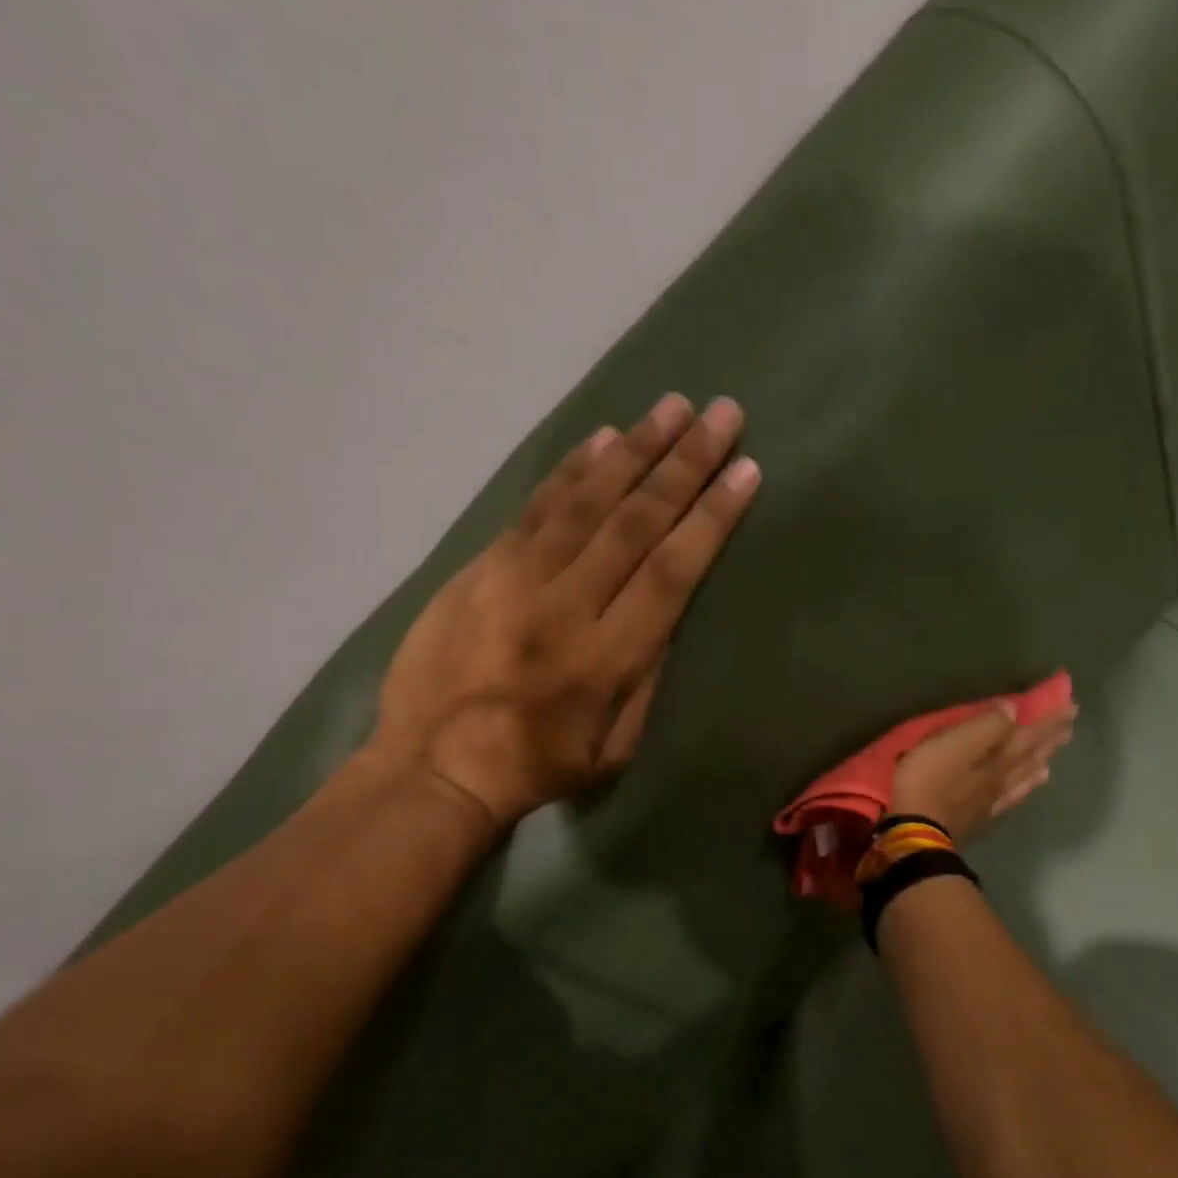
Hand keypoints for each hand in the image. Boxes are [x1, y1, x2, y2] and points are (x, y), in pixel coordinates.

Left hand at [369, 393, 760, 834]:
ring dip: (633, 449)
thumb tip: (666, 615)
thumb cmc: (536, 768)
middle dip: (684, 464)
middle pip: (634, 521)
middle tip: (721, 414)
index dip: (711, 517)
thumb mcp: (614, 749)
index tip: (745, 472)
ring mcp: (515, 579)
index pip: (671, 571)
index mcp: (604, 659)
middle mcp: (564, 605)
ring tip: (671, 408)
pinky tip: (602, 438)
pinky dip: (571, 469)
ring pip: (585, 500)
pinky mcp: (480, 567)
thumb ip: (645, 680)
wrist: (432, 769)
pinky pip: (535, 507)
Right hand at [889, 688, 1077, 843]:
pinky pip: (1009, 799)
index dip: (1049, 720)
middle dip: (1049, 739)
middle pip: (1031, 755)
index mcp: (997, 757)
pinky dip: (1022, 789)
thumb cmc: (927, 780)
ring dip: (1039, 763)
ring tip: (1052, 756)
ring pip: (1023, 778)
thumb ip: (984, 726)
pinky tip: (1024, 789)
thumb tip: (1013, 710)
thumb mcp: (951, 743)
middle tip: (1069, 726)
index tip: (1071, 706)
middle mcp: (1002, 777)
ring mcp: (992, 800)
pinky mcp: (979, 818)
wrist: (917, 833)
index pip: (1029, 734)